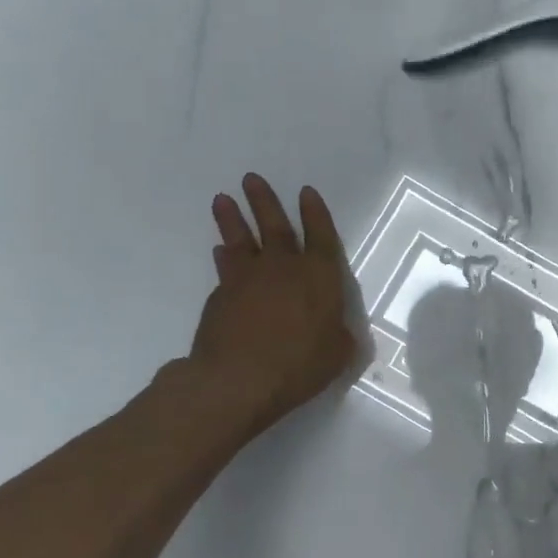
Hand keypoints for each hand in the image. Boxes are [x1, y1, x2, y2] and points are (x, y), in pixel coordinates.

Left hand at [184, 174, 359, 435]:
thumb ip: (338, 335)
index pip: (321, 235)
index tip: (306, 192)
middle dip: (265, 201)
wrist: (238, 379)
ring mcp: (247, 279)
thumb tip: (333, 329)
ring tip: (222, 200)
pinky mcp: (220, 296)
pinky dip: (224, 256)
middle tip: (251, 179)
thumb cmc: (300, 364)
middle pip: (275, 226)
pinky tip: (220, 251)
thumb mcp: (338, 354)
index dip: (315, 213)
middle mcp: (283, 268)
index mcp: (319, 276)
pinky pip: (225, 268)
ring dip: (233, 219)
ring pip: (240, 239)